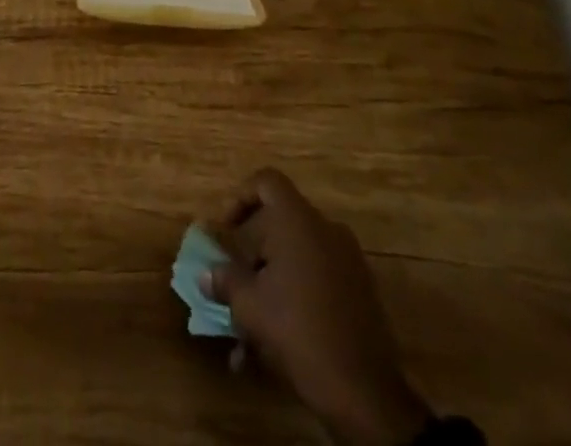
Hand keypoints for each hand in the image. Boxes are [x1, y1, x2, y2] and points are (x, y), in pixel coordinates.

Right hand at [207, 169, 433, 445]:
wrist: (363, 389)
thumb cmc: (298, 331)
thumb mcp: (250, 307)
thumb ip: (226, 281)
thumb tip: (207, 274)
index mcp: (298, 220)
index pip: (267, 181)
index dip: (241, 197)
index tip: (227, 230)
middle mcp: (325, 228)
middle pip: (281, 223)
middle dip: (254, 254)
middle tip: (236, 284)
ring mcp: (347, 259)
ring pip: (298, 257)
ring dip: (272, 283)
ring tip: (250, 328)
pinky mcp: (360, 289)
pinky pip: (318, 279)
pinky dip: (295, 297)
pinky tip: (278, 342)